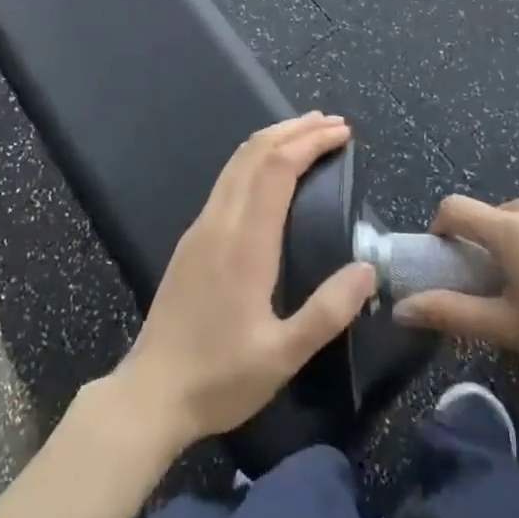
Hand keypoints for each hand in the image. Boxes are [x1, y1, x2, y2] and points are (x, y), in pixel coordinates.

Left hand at [110, 113, 376, 451]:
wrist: (151, 394)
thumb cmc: (220, 377)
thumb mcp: (283, 355)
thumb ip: (328, 311)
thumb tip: (368, 268)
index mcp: (245, 242)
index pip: (277, 168)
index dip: (310, 141)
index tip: (342, 133)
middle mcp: (220, 221)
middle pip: (255, 151)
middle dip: (295, 129)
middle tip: (333, 123)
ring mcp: (201, 226)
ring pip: (237, 161)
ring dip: (274, 138)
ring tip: (308, 133)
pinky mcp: (192, 238)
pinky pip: (227, 179)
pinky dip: (256, 158)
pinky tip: (271, 172)